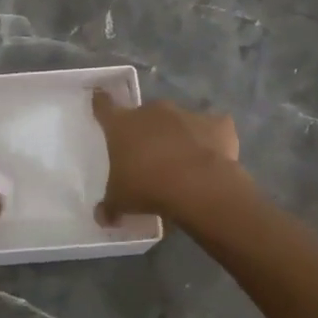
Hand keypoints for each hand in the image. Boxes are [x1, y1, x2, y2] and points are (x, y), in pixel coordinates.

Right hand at [91, 88, 245, 223]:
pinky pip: (212, 129)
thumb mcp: (121, 201)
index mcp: (123, 124)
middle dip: (146, 130)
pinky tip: (212, 158)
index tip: (100, 100)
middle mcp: (152, 111)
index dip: (101, 104)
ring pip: (178, 121)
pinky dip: (211, 140)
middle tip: (148, 155)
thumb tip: (102, 217)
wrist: (198, 185)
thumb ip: (109, 206)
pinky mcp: (217, 123)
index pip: (104, 105)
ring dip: (177, 135)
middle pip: (144, 115)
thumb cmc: (147, 187)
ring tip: (182, 163)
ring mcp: (186, 114)